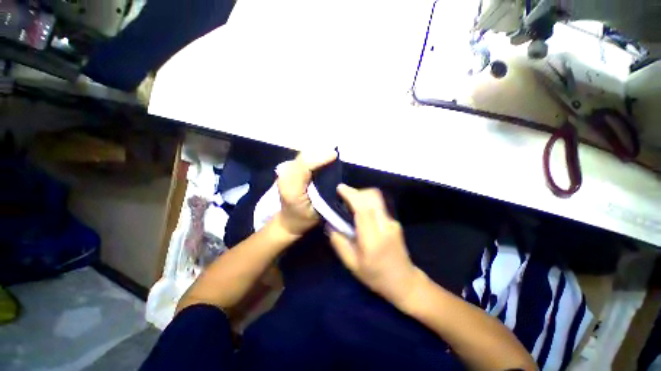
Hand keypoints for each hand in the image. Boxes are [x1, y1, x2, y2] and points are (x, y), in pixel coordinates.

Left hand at [276, 151, 336, 236]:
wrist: (288, 220)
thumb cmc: (305, 218)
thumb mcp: (318, 210)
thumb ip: (324, 192)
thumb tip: (334, 174)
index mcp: (292, 189)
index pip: (305, 167)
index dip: (320, 158)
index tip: (335, 155)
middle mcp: (285, 177)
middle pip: (303, 157)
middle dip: (320, 153)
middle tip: (334, 155)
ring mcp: (283, 172)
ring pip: (302, 155)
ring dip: (316, 153)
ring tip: (329, 155)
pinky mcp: (286, 170)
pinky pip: (302, 158)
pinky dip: (312, 156)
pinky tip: (321, 158)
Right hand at [328, 184, 423, 307]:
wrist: (404, 281)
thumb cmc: (376, 276)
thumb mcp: (352, 264)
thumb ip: (339, 242)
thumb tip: (330, 223)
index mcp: (372, 239)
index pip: (363, 209)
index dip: (351, 195)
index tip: (340, 188)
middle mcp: (385, 226)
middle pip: (373, 197)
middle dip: (357, 192)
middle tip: (344, 196)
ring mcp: (392, 222)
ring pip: (377, 198)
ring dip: (362, 196)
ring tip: (351, 203)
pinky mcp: (395, 221)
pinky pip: (379, 205)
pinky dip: (368, 202)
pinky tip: (361, 212)